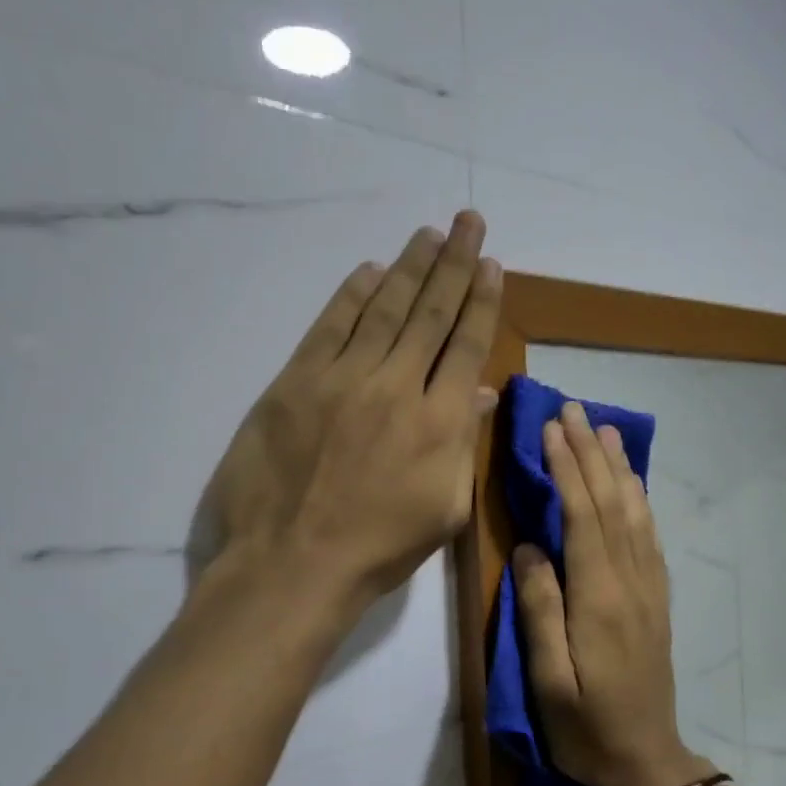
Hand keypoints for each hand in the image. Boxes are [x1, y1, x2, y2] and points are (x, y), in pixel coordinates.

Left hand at [188, 211, 501, 622]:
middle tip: (468, 222)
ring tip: (429, 234)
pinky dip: (351, 296)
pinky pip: (330, 327)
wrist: (293, 564)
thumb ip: (463, 444)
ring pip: (384, 309)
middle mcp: (398, 385)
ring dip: (410, 267)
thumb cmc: (379, 547)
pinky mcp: (296, 382)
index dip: (481, 300)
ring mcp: (344, 379)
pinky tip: (370, 271)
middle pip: (431, 312)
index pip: (466, 343)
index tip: (492, 265)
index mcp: (439, 421)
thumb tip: (477, 391)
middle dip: (454, 263)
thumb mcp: (444, 508)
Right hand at [514, 402, 714, 785]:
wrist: (646, 759)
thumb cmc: (584, 725)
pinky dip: (639, 499)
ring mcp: (649, 587)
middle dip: (592, 452)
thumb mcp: (547, 678)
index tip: (551, 427)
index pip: (582, 515)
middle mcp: (629, 580)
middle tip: (576, 409)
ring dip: (619, 467)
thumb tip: (530, 548)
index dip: (567, 467)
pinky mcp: (657, 597)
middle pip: (611, 502)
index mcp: (598, 597)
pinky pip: (650, 535)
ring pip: (635, 512)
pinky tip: (632, 483)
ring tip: (607, 430)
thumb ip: (540, 609)